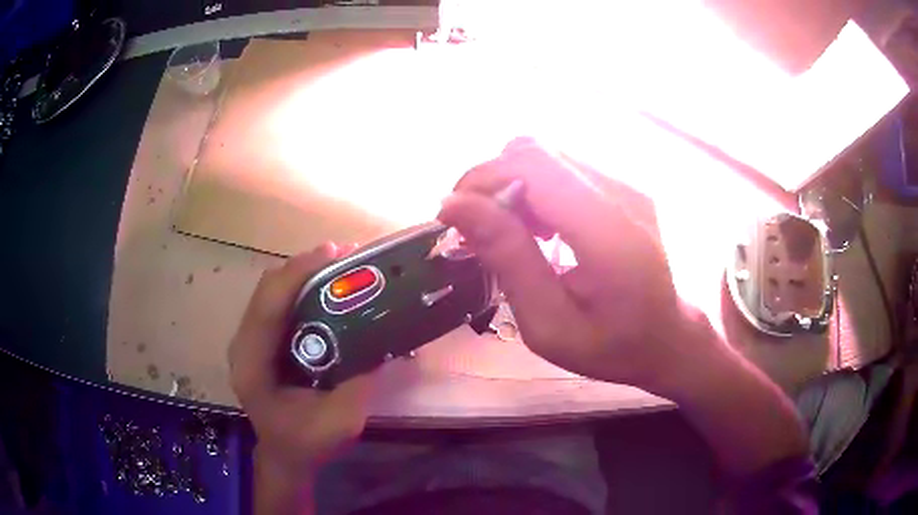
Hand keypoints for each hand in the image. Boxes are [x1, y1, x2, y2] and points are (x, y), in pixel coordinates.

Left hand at [228, 243, 372, 472]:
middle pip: (268, 290)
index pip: (267, 307)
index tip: (333, 253)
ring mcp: (251, 340)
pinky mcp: (262, 341)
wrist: (286, 455)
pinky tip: (328, 289)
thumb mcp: (341, 421)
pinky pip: (279, 303)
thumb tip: (383, 340)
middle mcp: (244, 344)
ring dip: (305, 274)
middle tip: (346, 257)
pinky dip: (303, 289)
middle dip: (305, 268)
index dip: (297, 275)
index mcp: (252, 365)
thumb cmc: (307, 442)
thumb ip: (359, 382)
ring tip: (341, 266)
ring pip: (273, 291)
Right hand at [439, 138, 719, 397]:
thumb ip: (508, 260)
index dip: (483, 178)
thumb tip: (455, 205)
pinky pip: (565, 169)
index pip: (533, 165)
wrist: (670, 337)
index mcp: (610, 233)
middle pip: (537, 151)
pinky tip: (543, 231)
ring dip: (514, 188)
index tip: (455, 217)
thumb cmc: (613, 345)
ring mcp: (628, 184)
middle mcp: (623, 193)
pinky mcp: (625, 186)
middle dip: (493, 183)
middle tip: (483, 232)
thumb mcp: (550, 325)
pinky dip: (536, 191)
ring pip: (547, 156)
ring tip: (516, 238)